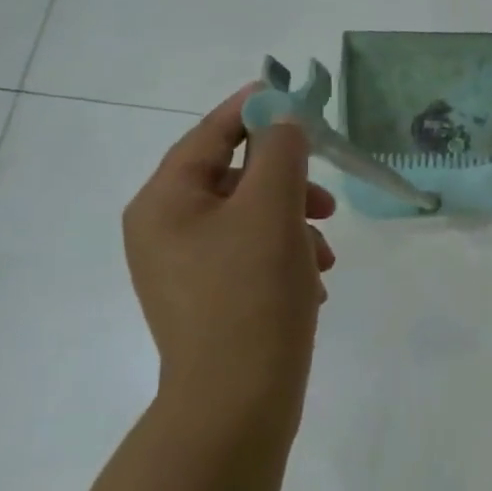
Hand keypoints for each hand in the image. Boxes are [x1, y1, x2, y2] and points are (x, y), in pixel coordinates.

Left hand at [123, 86, 337, 420]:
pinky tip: (312, 282)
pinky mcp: (209, 298)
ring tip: (325, 257)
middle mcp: (163, 230)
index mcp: (164, 203)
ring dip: (295, 226)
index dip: (252, 111)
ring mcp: (184, 268)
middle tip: (328, 202)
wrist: (238, 396)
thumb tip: (282, 116)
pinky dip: (286, 257)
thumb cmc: (253, 293)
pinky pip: (251, 256)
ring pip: (251, 220)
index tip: (293, 94)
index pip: (209, 136)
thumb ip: (280, 153)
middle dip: (288, 185)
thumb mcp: (272, 211)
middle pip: (235, 180)